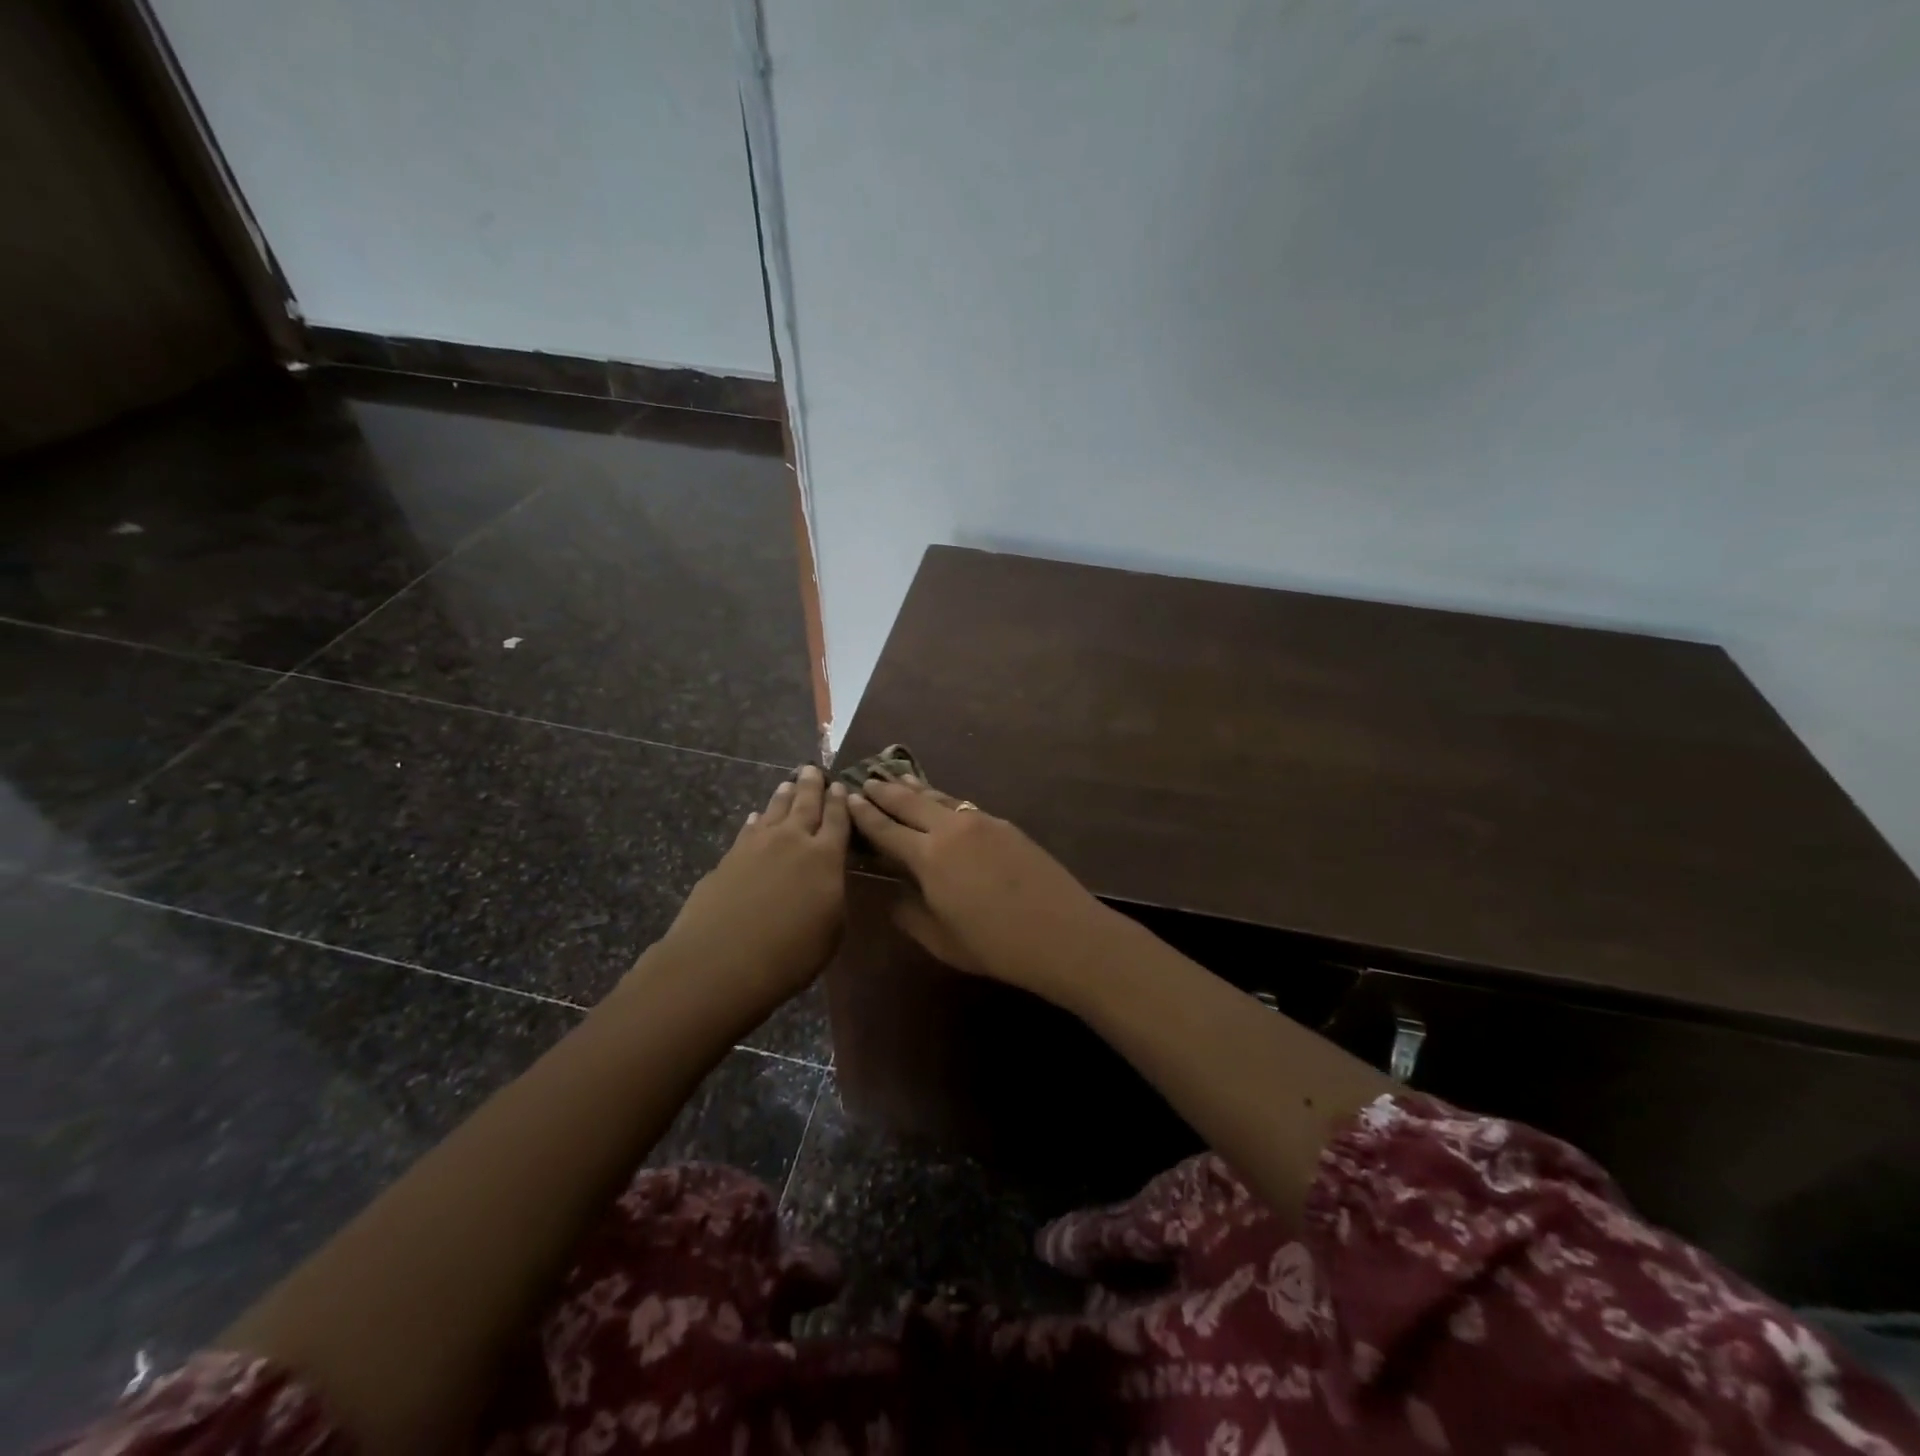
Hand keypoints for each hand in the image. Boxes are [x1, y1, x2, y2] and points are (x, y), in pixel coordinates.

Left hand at [652, 766, 850, 1008]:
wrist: (720, 963)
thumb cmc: (790, 954)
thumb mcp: (832, 930)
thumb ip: (833, 895)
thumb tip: (827, 877)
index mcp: (825, 856)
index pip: (837, 819)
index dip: (840, 801)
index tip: (840, 785)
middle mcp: (792, 840)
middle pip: (805, 804)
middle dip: (811, 785)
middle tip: (812, 769)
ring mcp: (756, 846)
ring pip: (774, 810)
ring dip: (783, 796)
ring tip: (788, 783)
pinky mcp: (728, 858)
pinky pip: (748, 830)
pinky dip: (755, 821)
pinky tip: (755, 818)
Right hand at [846, 778, 1111, 999]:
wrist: (1062, 933)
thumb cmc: (996, 945)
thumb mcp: (942, 940)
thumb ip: (910, 914)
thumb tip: (894, 895)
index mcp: (928, 857)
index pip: (886, 829)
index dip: (865, 814)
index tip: (848, 798)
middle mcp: (952, 829)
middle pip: (911, 802)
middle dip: (886, 791)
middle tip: (867, 780)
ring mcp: (982, 822)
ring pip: (941, 798)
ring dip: (916, 788)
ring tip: (899, 778)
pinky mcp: (1006, 826)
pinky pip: (965, 807)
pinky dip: (945, 801)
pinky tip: (944, 804)